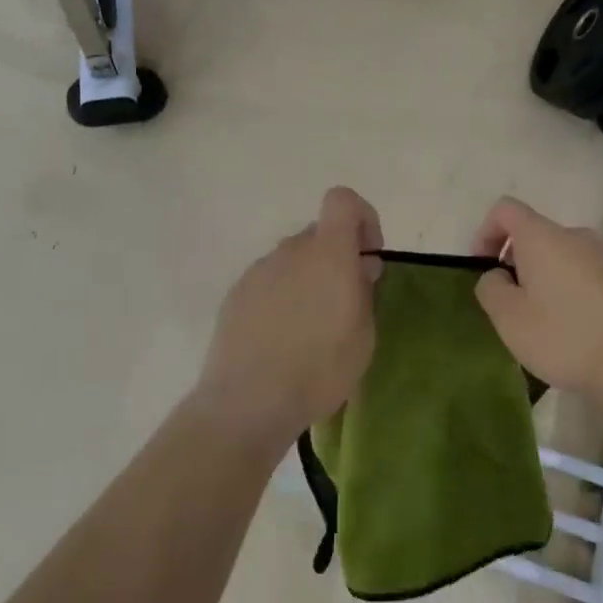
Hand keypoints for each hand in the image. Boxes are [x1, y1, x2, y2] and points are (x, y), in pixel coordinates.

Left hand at [194, 187, 383, 447]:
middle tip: (343, 305)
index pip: (343, 200)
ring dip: (308, 280)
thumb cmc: (318, 370)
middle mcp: (290, 251)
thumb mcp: (363, 336)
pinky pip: (269, 282)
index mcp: (327, 254)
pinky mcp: (236, 294)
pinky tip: (280, 338)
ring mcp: (258, 271)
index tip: (367, 257)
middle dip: (336, 258)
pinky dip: (281, 297)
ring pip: (293, 261)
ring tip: (309, 329)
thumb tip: (360, 266)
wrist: (246, 403)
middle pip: (319, 235)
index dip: (362, 218)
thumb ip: (364, 291)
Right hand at [471, 197, 602, 400]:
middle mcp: (580, 237)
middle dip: (521, 263)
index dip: (486, 232)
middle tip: (517, 306)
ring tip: (554, 324)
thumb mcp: (509, 319)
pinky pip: (600, 279)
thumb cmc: (566, 338)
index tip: (484, 268)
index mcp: (544, 239)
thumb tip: (497, 275)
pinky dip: (585, 296)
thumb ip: (491, 288)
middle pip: (540, 237)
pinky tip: (590, 333)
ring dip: (555, 281)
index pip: (506, 209)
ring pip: (571, 260)